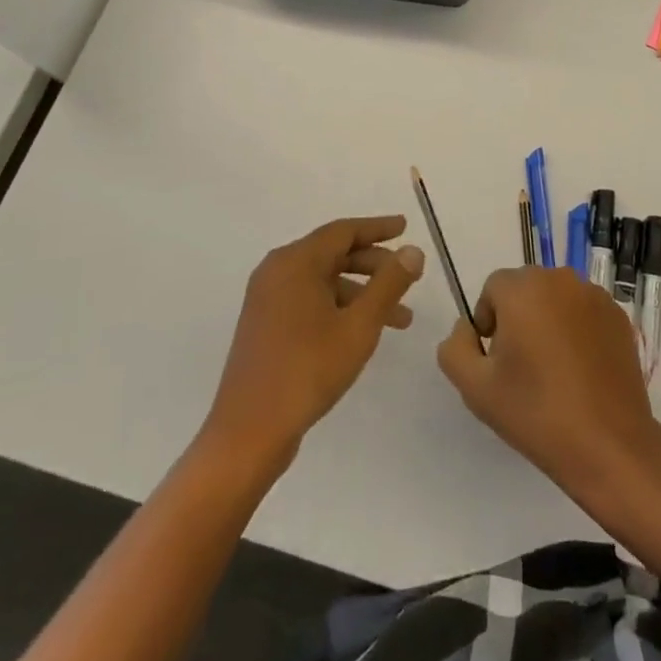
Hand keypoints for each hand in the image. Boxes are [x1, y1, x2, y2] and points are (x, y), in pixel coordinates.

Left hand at [205, 216, 423, 467]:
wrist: (247, 433)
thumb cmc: (307, 370)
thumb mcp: (359, 326)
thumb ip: (389, 284)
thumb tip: (413, 251)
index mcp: (295, 262)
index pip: (343, 231)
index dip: (378, 228)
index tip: (406, 227)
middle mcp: (277, 270)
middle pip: (333, 254)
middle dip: (375, 265)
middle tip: (408, 278)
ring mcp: (267, 298)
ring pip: (324, 281)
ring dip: (361, 293)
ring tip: (400, 320)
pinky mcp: (265, 324)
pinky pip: (309, 300)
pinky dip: (339, 307)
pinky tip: (362, 331)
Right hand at [437, 268, 660, 492]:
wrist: (609, 445)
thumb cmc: (537, 413)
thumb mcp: (475, 388)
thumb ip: (455, 348)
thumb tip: (466, 327)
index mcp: (523, 288)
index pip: (493, 289)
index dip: (489, 322)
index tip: (497, 360)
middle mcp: (559, 279)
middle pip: (525, 289)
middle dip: (518, 318)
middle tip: (523, 366)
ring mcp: (594, 295)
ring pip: (556, 299)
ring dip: (548, 321)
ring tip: (554, 370)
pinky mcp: (618, 316)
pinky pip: (584, 312)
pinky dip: (577, 330)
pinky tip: (581, 371)